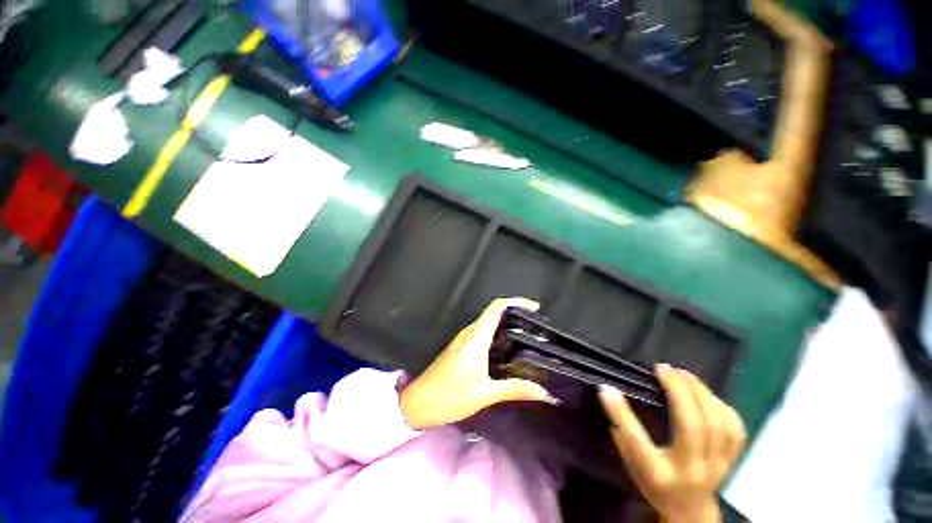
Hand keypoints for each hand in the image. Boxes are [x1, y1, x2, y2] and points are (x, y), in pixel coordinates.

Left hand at [399, 297, 556, 429]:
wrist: (415, 406)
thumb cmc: (449, 397)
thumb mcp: (485, 395)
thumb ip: (516, 389)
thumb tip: (545, 392)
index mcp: (474, 339)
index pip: (496, 308)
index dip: (517, 303)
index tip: (536, 309)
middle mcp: (467, 336)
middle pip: (493, 316)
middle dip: (516, 318)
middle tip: (538, 332)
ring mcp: (460, 345)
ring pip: (487, 329)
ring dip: (506, 331)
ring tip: (529, 343)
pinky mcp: (457, 355)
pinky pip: (481, 340)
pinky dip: (497, 342)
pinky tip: (509, 357)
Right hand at [598, 364, 746, 522]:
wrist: (690, 510)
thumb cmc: (658, 488)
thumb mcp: (636, 471)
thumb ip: (626, 441)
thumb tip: (612, 399)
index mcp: (658, 477)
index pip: (638, 444)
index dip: (622, 415)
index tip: (608, 389)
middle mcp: (689, 471)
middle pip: (690, 425)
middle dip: (680, 390)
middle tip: (667, 370)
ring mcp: (715, 464)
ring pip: (716, 419)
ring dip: (702, 392)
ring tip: (687, 378)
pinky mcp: (732, 457)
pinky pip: (733, 424)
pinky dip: (722, 405)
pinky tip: (710, 398)